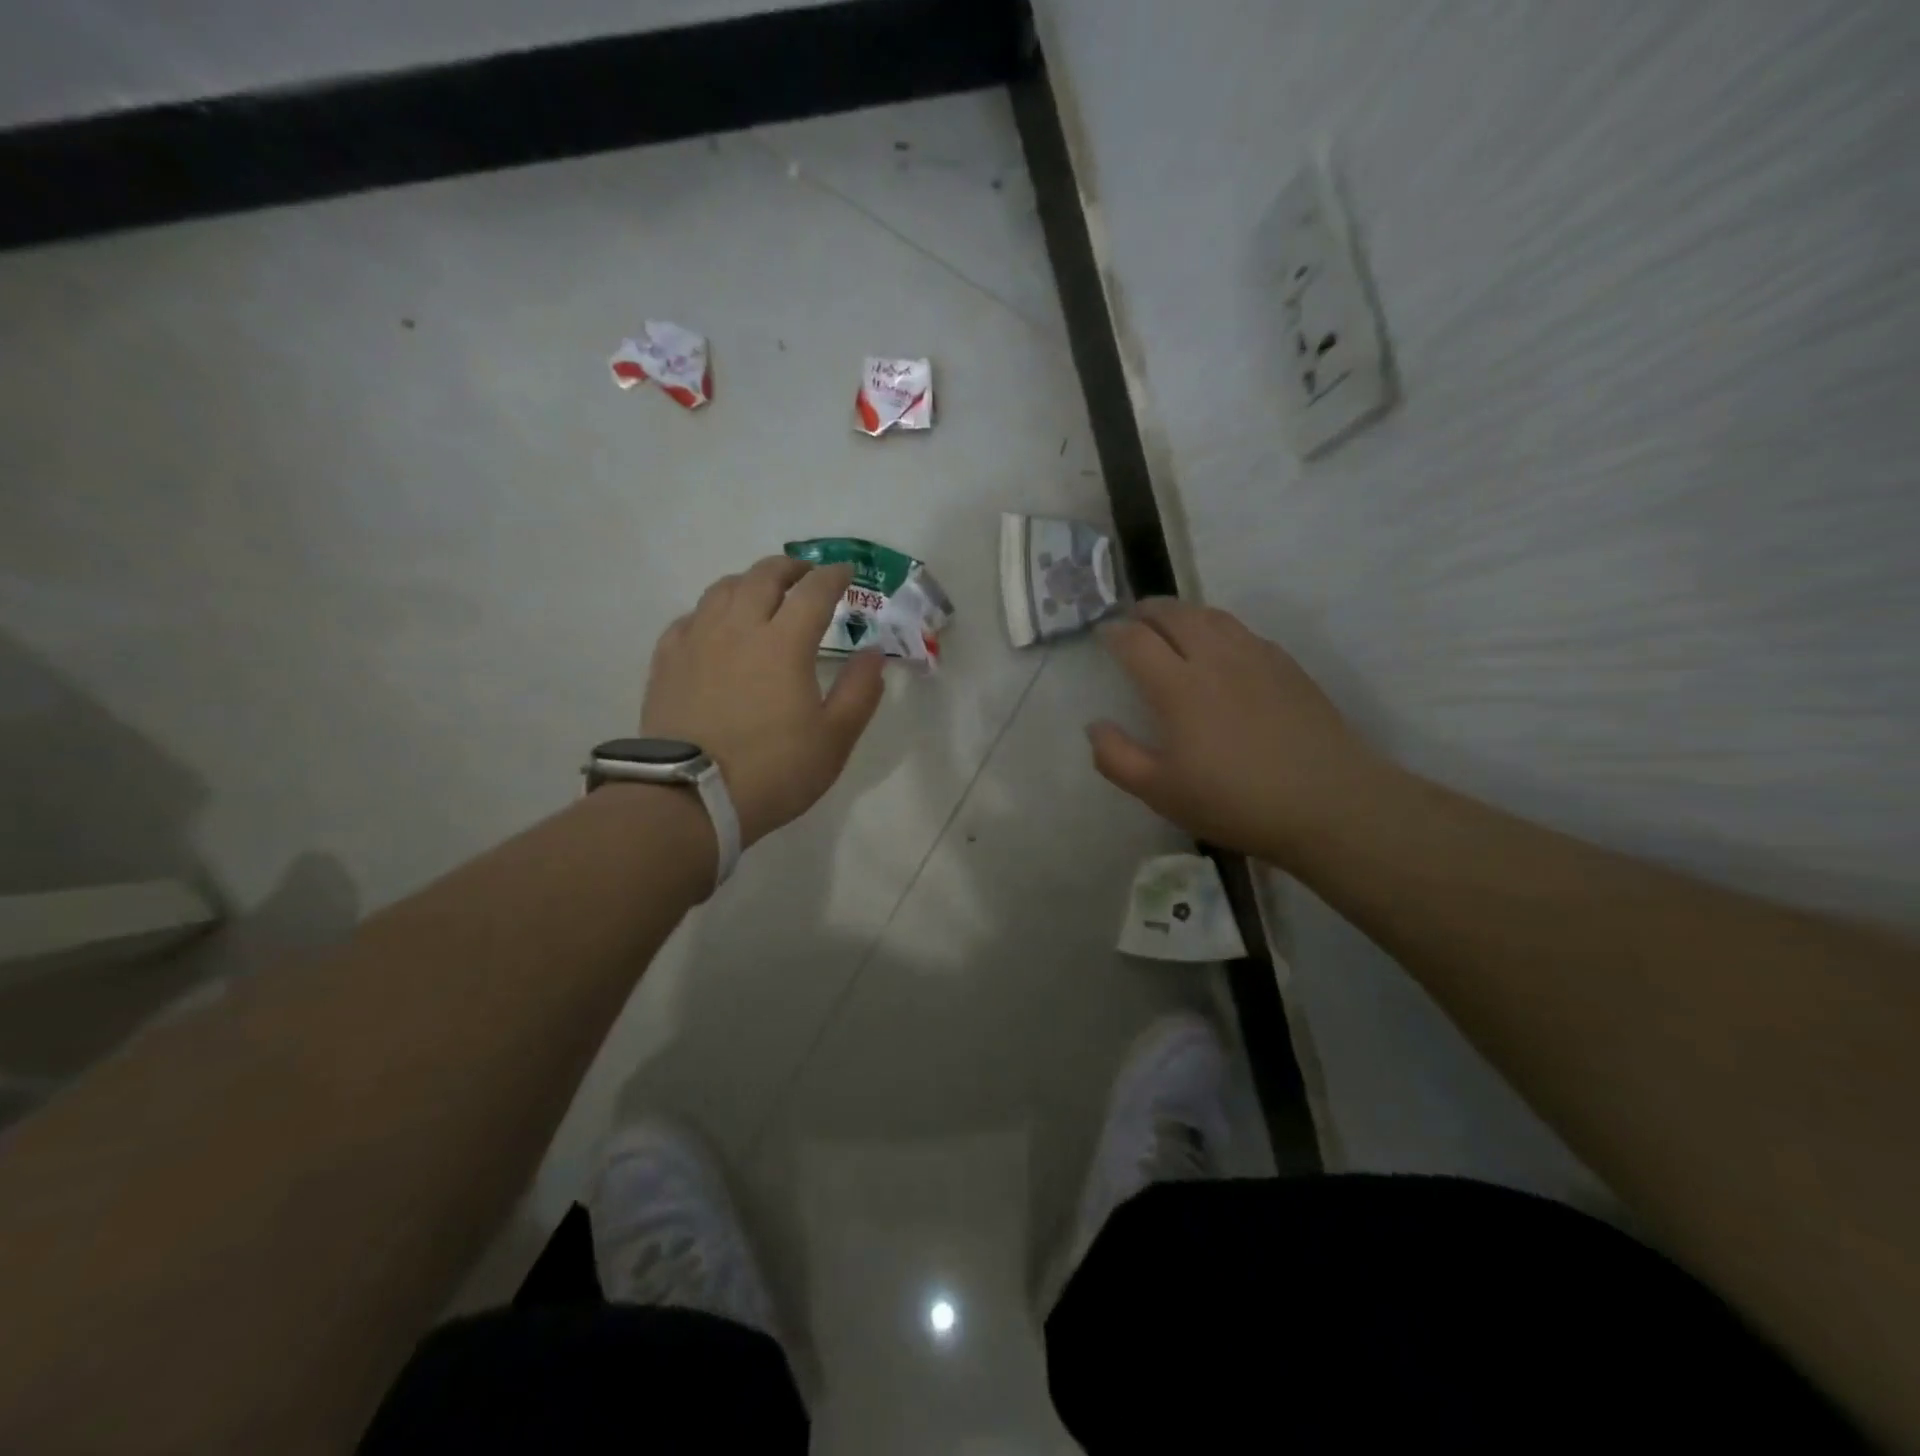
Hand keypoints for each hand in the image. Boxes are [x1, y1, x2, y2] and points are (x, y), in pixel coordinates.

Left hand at [642, 557, 884, 848]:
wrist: (690, 799)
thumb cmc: (773, 770)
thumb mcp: (834, 739)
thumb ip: (860, 692)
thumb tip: (873, 654)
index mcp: (784, 643)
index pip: (814, 591)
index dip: (834, 576)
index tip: (846, 572)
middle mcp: (739, 628)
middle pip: (764, 576)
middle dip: (791, 568)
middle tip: (806, 574)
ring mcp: (697, 641)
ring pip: (722, 589)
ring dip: (749, 581)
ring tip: (761, 593)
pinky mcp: (667, 661)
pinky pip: (690, 617)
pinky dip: (711, 611)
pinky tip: (715, 626)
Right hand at [1087, 598, 1383, 863]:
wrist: (1328, 802)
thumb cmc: (1234, 801)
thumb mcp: (1160, 792)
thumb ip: (1116, 757)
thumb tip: (1095, 726)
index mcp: (1178, 686)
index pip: (1136, 641)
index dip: (1113, 633)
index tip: (1103, 635)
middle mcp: (1214, 658)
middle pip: (1174, 614)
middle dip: (1147, 611)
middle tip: (1133, 619)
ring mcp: (1255, 657)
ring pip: (1211, 616)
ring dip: (1183, 613)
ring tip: (1171, 624)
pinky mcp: (1286, 665)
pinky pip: (1242, 630)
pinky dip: (1217, 626)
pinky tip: (1220, 647)